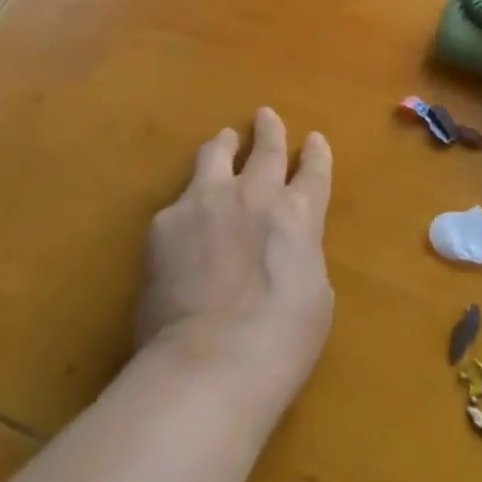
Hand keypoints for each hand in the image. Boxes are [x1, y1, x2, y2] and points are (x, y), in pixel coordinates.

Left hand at [136, 108, 334, 406]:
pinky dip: (188, 204)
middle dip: (268, 130)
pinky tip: (183, 220)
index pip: (313, 170)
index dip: (316, 153)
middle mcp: (254, 194)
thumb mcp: (315, 298)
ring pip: (215, 154)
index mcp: (298, 215)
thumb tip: (287, 249)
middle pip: (265, 148)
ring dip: (224, 144)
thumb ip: (302, 257)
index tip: (314, 140)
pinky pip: (179, 201)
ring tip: (223, 140)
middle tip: (265, 115)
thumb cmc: (278, 344)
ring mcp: (205, 202)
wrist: (206, 366)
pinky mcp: (165, 223)